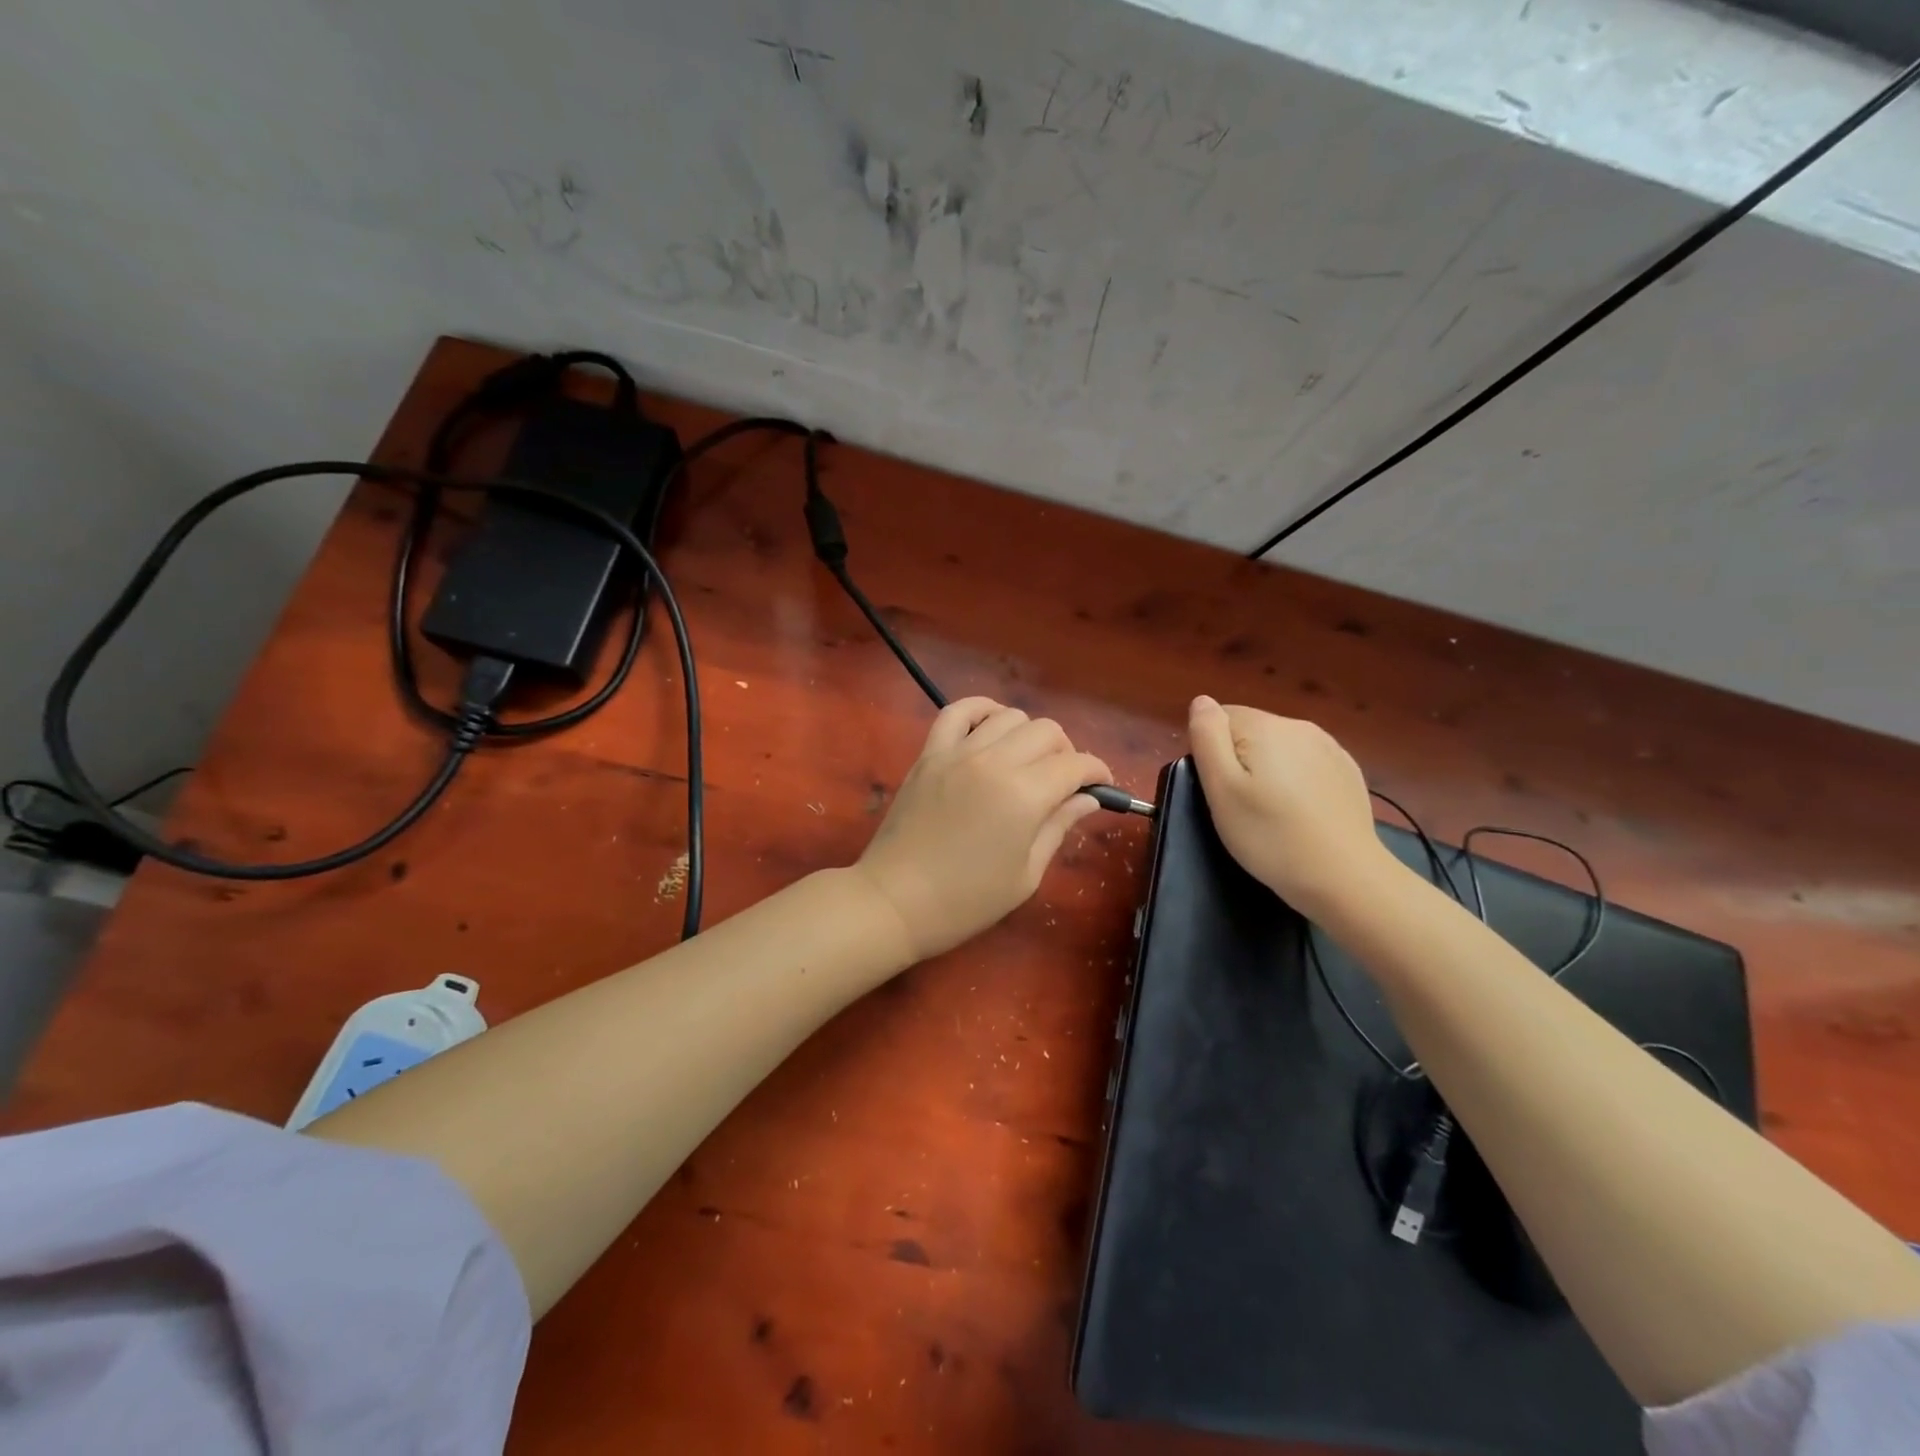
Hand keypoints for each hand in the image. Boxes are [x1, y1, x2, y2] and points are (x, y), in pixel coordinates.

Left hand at [855, 698, 1112, 960]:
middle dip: (1066, 752)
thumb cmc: (966, 900)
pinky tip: (991, 727)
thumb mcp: (1025, 874)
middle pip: (1046, 731)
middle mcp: (994, 762)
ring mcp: (957, 752)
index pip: (1075, 765)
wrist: (894, 901)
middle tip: (1063, 782)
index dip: (1097, 772)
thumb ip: (1058, 827)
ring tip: (1027, 761)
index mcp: (1024, 796)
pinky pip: (957, 711)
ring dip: (1029, 734)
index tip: (1102, 786)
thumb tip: (1088, 799)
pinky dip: (981, 710)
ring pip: (1009, 716)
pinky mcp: (929, 753)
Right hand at [1186, 695, 1391, 917]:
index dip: (1211, 753)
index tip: (1219, 790)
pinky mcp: (1346, 771)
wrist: (1344, 877)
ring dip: (1267, 770)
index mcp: (1265, 726)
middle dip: (1239, 760)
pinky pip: (1305, 763)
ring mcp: (1329, 747)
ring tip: (1270, 812)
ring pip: (1278, 747)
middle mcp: (1299, 726)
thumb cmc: (1269, 835)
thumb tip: (1202, 701)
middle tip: (1241, 806)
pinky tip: (1299, 814)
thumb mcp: (1221, 789)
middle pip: (1250, 730)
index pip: (1220, 718)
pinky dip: (1294, 781)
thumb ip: (1207, 737)